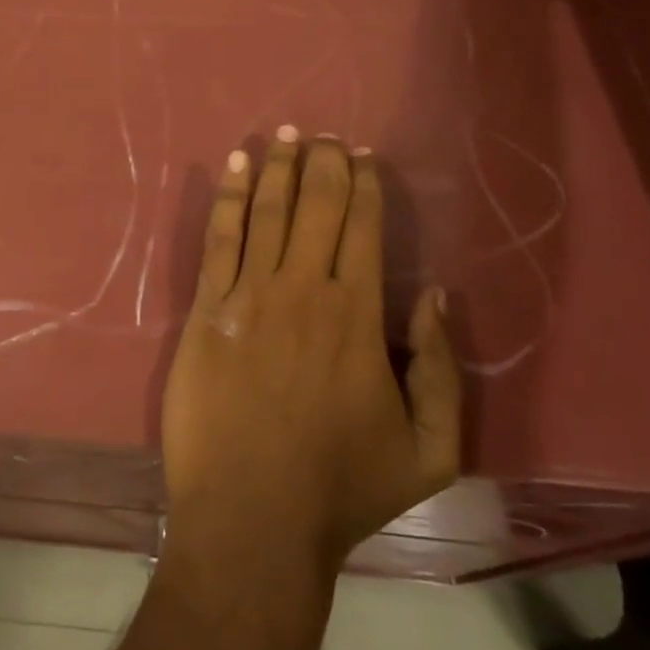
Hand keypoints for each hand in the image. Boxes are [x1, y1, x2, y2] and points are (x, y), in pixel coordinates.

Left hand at [160, 129, 461, 584]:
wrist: (251, 515)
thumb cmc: (341, 487)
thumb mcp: (430, 451)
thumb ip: (443, 372)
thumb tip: (437, 297)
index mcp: (358, 317)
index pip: (363, 229)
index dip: (363, 186)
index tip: (361, 156)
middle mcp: (303, 290)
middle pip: (315, 208)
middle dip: (322, 163)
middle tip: (323, 134)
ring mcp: (248, 295)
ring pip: (266, 212)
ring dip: (276, 168)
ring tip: (284, 135)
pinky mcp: (206, 308)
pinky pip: (219, 238)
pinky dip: (228, 198)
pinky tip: (235, 166)